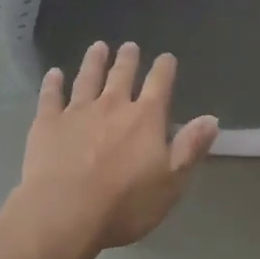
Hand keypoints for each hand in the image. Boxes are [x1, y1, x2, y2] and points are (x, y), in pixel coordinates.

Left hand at [14, 41, 219, 253]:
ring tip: (98, 47)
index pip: (159, 84)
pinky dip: (53, 83)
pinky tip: (54, 73)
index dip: (164, 69)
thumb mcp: (170, 183)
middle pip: (121, 75)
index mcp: (145, 118)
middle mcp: (112, 105)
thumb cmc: (124, 204)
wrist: (64, 212)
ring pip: (87, 78)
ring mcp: (78, 111)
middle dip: (128, 59)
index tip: (167, 57)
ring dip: (93, 61)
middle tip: (129, 46)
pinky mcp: (48, 122)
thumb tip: (211, 119)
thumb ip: (190, 148)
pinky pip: (51, 96)